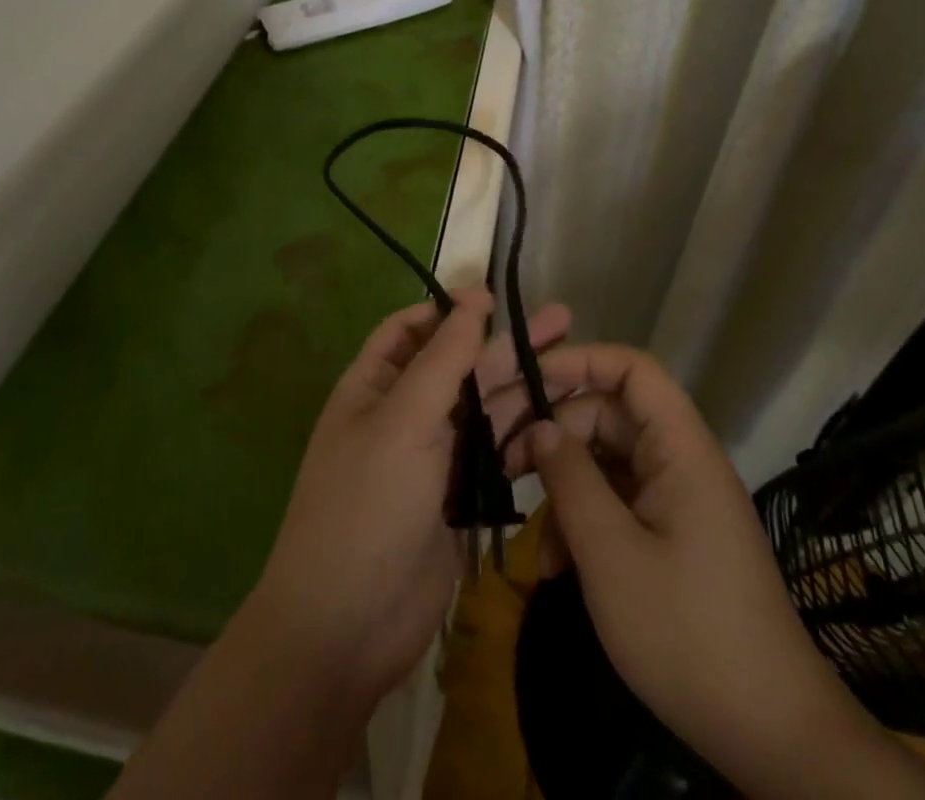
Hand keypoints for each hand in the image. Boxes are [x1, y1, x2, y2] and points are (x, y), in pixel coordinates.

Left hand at [252, 289, 570, 708]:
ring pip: (482, 408)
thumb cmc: (366, 505)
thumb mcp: (402, 420)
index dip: (449, 309)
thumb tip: (471, 301)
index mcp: (375, 386)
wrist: (348, 626)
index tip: (495, 299)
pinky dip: (522, 436)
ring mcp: (431, 457)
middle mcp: (403, 413)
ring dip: (522, 386)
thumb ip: (442, 359)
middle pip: (459, 365)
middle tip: (563, 321)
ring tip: (576, 365)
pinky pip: (493, 454)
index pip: (410, 330)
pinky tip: (561, 422)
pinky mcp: (456, 498)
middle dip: (506, 343)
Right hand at [499, 344, 924, 797]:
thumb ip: (570, 480)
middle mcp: (681, 461)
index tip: (524, 381)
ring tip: (530, 533)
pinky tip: (558, 567)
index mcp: (680, 447)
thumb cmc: (688, 633)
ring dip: (565, 488)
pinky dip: (585, 523)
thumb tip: (539, 428)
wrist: (771, 736)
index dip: (578, 361)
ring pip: (606, 463)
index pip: (631, 369)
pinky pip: (619, 504)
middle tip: (502, 458)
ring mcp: (677, 500)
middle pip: (608, 415)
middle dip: (554, 432)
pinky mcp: (672, 536)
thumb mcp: (611, 554)